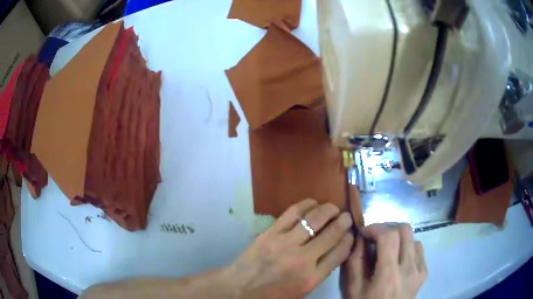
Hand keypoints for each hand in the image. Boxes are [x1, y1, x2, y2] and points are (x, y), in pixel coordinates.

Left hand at [224, 199, 353, 298]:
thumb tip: (334, 250)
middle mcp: (303, 259)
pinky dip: (307, 205)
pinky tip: (313, 204)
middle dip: (344, 222)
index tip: (351, 233)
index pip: (340, 252)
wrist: (239, 289)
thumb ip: (320, 272)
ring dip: (328, 209)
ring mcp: (285, 243)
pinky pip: (293, 213)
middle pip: (332, 233)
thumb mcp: (302, 291)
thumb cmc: (272, 295)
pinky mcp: (271, 232)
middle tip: (346, 217)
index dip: (349, 239)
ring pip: (315, 219)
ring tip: (333, 208)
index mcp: (312, 278)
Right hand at [341, 223, 426, 298]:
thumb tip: (359, 238)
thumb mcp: (353, 289)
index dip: (375, 228)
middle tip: (374, 238)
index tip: (364, 233)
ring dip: (398, 238)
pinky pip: (419, 250)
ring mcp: (419, 270)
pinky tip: (398, 257)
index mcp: (389, 274)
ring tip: (386, 248)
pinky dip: (408, 247)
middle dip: (387, 228)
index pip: (389, 236)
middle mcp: (409, 268)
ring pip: (413, 238)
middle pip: (405, 230)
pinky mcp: (423, 273)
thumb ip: (354, 262)